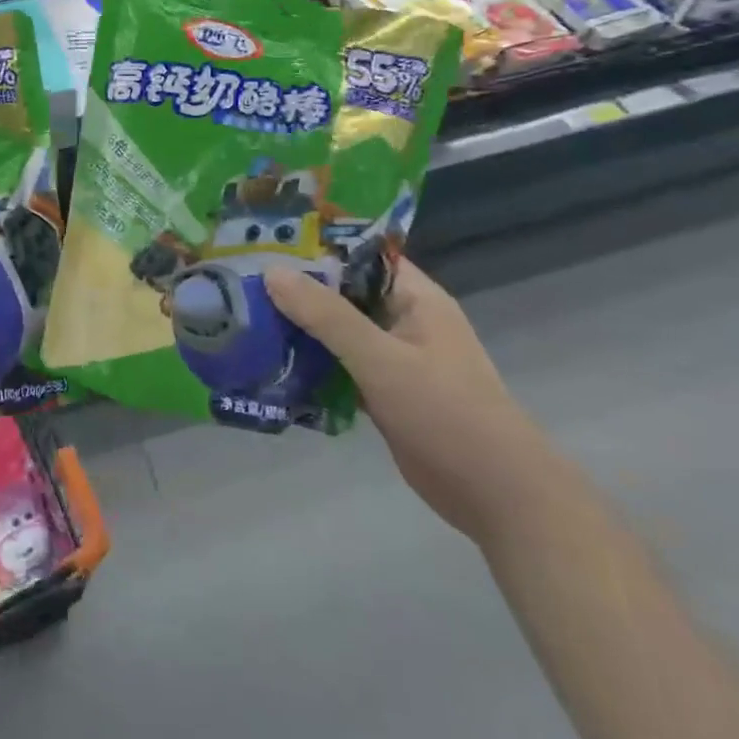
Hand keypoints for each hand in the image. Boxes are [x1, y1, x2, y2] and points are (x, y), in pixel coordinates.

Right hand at [266, 259, 571, 549]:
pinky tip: (271, 362)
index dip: (316, 245)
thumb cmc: (446, 413)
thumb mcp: (381, 359)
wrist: (497, 496)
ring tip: (246, 315)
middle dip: (298, 288)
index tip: (266, 241)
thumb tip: (271, 272)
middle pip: (344, 292)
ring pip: (338, 331)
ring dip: (301, 327)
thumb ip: (327, 316)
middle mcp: (404, 320)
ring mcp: (394, 358)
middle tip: (241, 279)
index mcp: (415, 298)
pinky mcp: (384, 392)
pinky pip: (340, 365)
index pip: (360, 255)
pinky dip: (312, 362)